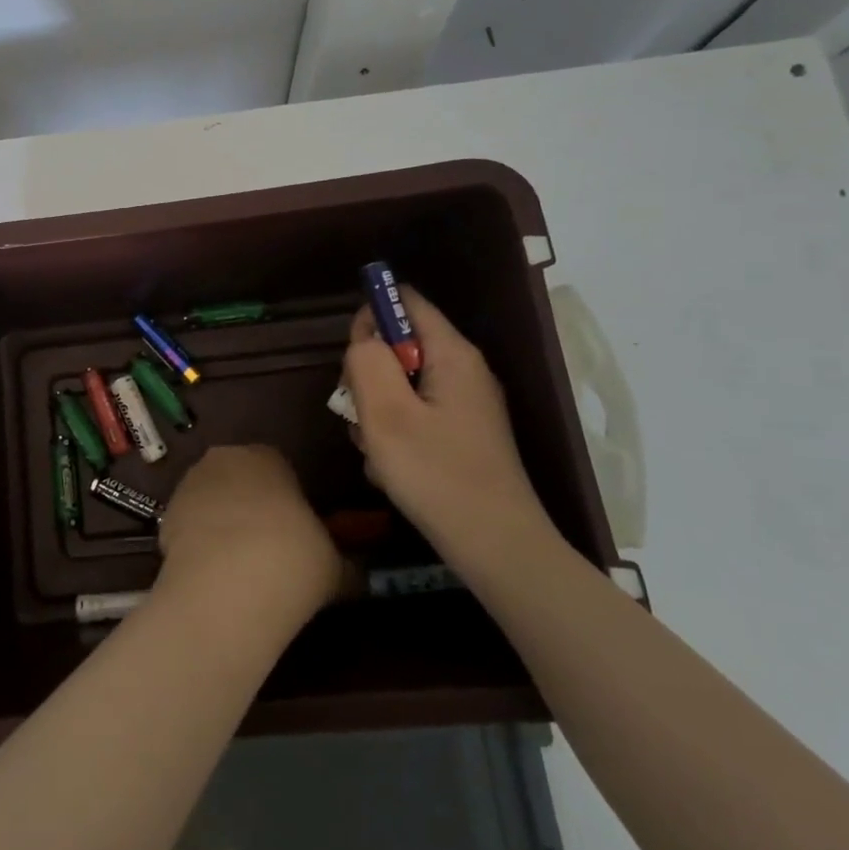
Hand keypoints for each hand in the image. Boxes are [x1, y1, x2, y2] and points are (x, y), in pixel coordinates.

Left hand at [158, 445, 344, 627]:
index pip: (278, 467)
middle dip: (248, 506)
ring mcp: (188, 486)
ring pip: (210, 501)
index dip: (286, 500)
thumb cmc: (293, 559)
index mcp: (266, 456)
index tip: (295, 531)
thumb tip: (356, 574)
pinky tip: (212, 576)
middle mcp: (222, 459)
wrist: (228, 586)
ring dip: (220, 524)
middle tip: (266, 547)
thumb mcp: (335, 564)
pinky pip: (188, 527)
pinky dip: (198, 545)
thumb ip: (343, 561)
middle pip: (238, 479)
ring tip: (238, 568)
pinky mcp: (164, 516)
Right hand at [342, 285, 554, 558]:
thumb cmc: (436, 474)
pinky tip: (392, 468)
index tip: (351, 358)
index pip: (405, 301)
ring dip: (376, 412)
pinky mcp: (460, 435)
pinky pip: (413, 416)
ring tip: (377, 450)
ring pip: (400, 386)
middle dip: (368, 375)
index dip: (371, 317)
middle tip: (360, 412)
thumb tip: (364, 335)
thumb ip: (367, 361)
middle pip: (399, 346)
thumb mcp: (386, 413)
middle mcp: (463, 371)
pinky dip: (394, 435)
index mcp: (452, 354)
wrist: (497, 548)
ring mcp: (464, 405)